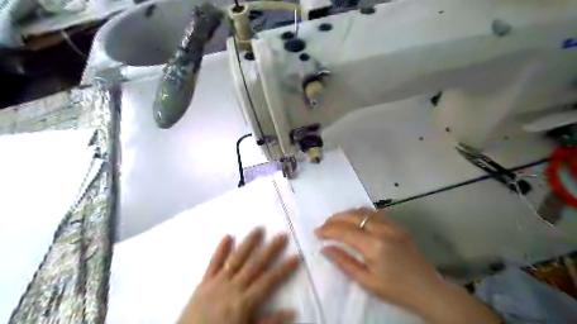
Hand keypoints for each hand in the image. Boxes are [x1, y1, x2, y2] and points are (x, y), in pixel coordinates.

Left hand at [179, 228, 300, 323]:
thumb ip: (269, 322)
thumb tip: (292, 312)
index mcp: (244, 302)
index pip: (269, 281)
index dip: (283, 269)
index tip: (296, 256)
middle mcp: (233, 287)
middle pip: (255, 264)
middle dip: (270, 249)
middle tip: (281, 235)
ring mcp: (217, 282)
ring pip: (236, 258)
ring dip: (248, 243)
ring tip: (259, 228)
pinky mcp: (204, 282)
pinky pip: (213, 263)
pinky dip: (220, 249)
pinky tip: (228, 236)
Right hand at [313, 207, 440, 311]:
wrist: (428, 289)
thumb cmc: (396, 289)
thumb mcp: (367, 281)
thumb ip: (344, 262)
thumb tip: (325, 249)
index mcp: (374, 246)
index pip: (344, 231)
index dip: (328, 230)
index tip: (316, 232)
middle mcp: (382, 230)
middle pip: (353, 216)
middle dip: (335, 219)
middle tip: (324, 225)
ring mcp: (392, 225)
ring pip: (364, 211)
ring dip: (348, 214)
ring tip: (338, 222)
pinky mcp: (398, 225)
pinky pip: (376, 213)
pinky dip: (362, 213)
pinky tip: (358, 220)